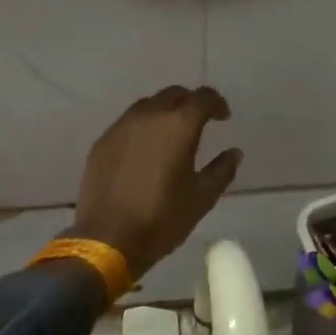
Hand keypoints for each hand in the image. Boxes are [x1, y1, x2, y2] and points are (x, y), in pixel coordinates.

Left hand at [70, 86, 242, 278]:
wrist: (107, 239)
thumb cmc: (162, 218)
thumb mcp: (202, 198)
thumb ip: (222, 170)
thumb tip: (233, 152)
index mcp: (179, 125)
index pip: (203, 97)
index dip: (217, 103)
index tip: (223, 118)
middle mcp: (148, 116)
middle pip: (173, 95)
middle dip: (189, 103)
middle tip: (199, 123)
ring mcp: (120, 127)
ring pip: (147, 106)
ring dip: (164, 112)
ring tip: (171, 135)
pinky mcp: (102, 142)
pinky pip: (127, 124)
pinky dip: (142, 128)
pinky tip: (145, 151)